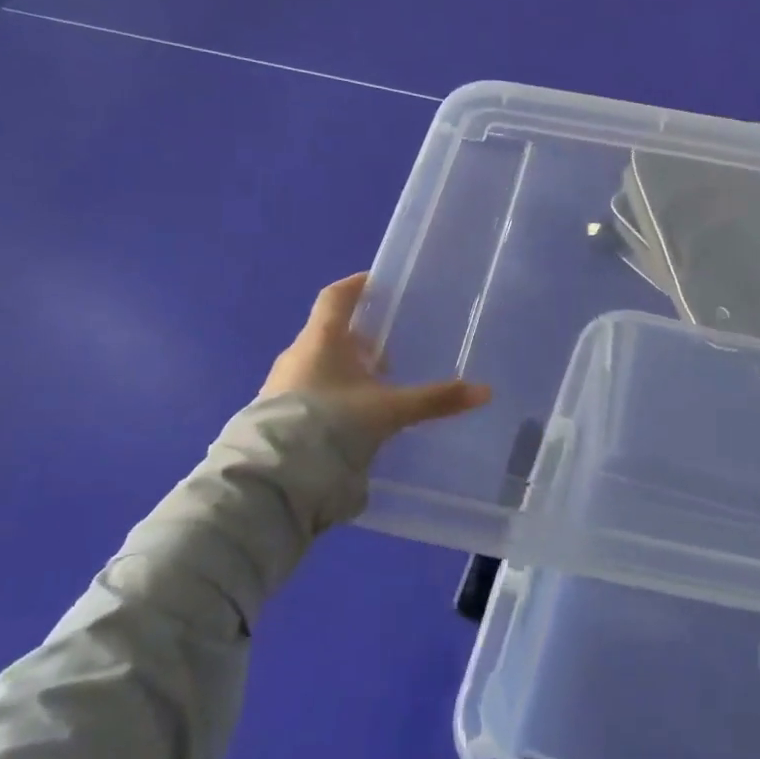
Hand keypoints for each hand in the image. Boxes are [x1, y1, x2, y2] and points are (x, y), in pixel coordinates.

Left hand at [263, 273, 490, 442]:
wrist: (276, 475)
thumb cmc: (333, 423)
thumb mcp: (390, 411)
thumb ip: (434, 400)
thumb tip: (485, 391)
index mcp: (321, 339)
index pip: (336, 297)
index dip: (356, 286)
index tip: (375, 283)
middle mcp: (297, 354)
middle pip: (328, 333)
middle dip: (358, 339)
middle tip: (387, 351)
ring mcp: (280, 386)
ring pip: (318, 365)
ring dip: (344, 370)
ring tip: (373, 389)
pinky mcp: (274, 415)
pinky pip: (307, 392)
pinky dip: (330, 395)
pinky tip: (348, 419)